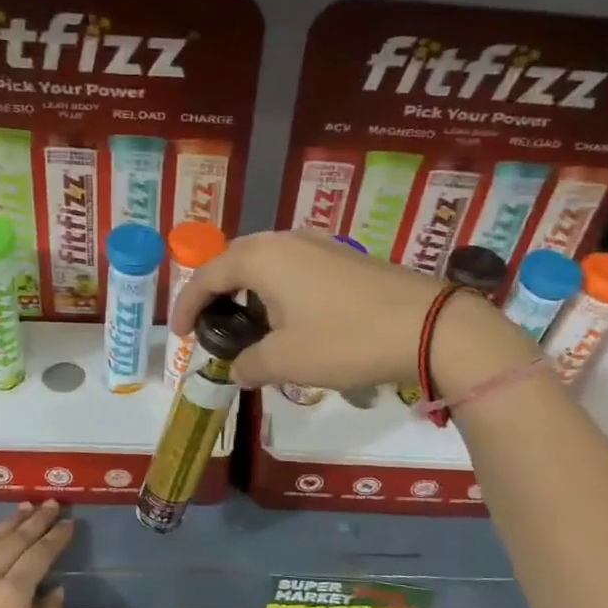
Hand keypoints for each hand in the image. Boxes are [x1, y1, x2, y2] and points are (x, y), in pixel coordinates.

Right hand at [170, 230, 535, 392]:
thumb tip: (238, 368)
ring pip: (268, 264)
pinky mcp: (347, 258)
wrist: (429, 327)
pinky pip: (296, 269)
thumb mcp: (286, 361)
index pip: (207, 276)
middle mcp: (287, 239)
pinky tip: (291, 322)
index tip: (178, 336)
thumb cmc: (345, 340)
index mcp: (262, 257)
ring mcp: (321, 244)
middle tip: (210, 327)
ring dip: (250, 293)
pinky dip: (279, 292)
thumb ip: (249, 364)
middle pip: (235, 262)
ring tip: (248, 327)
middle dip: (217, 294)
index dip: (186, 306)